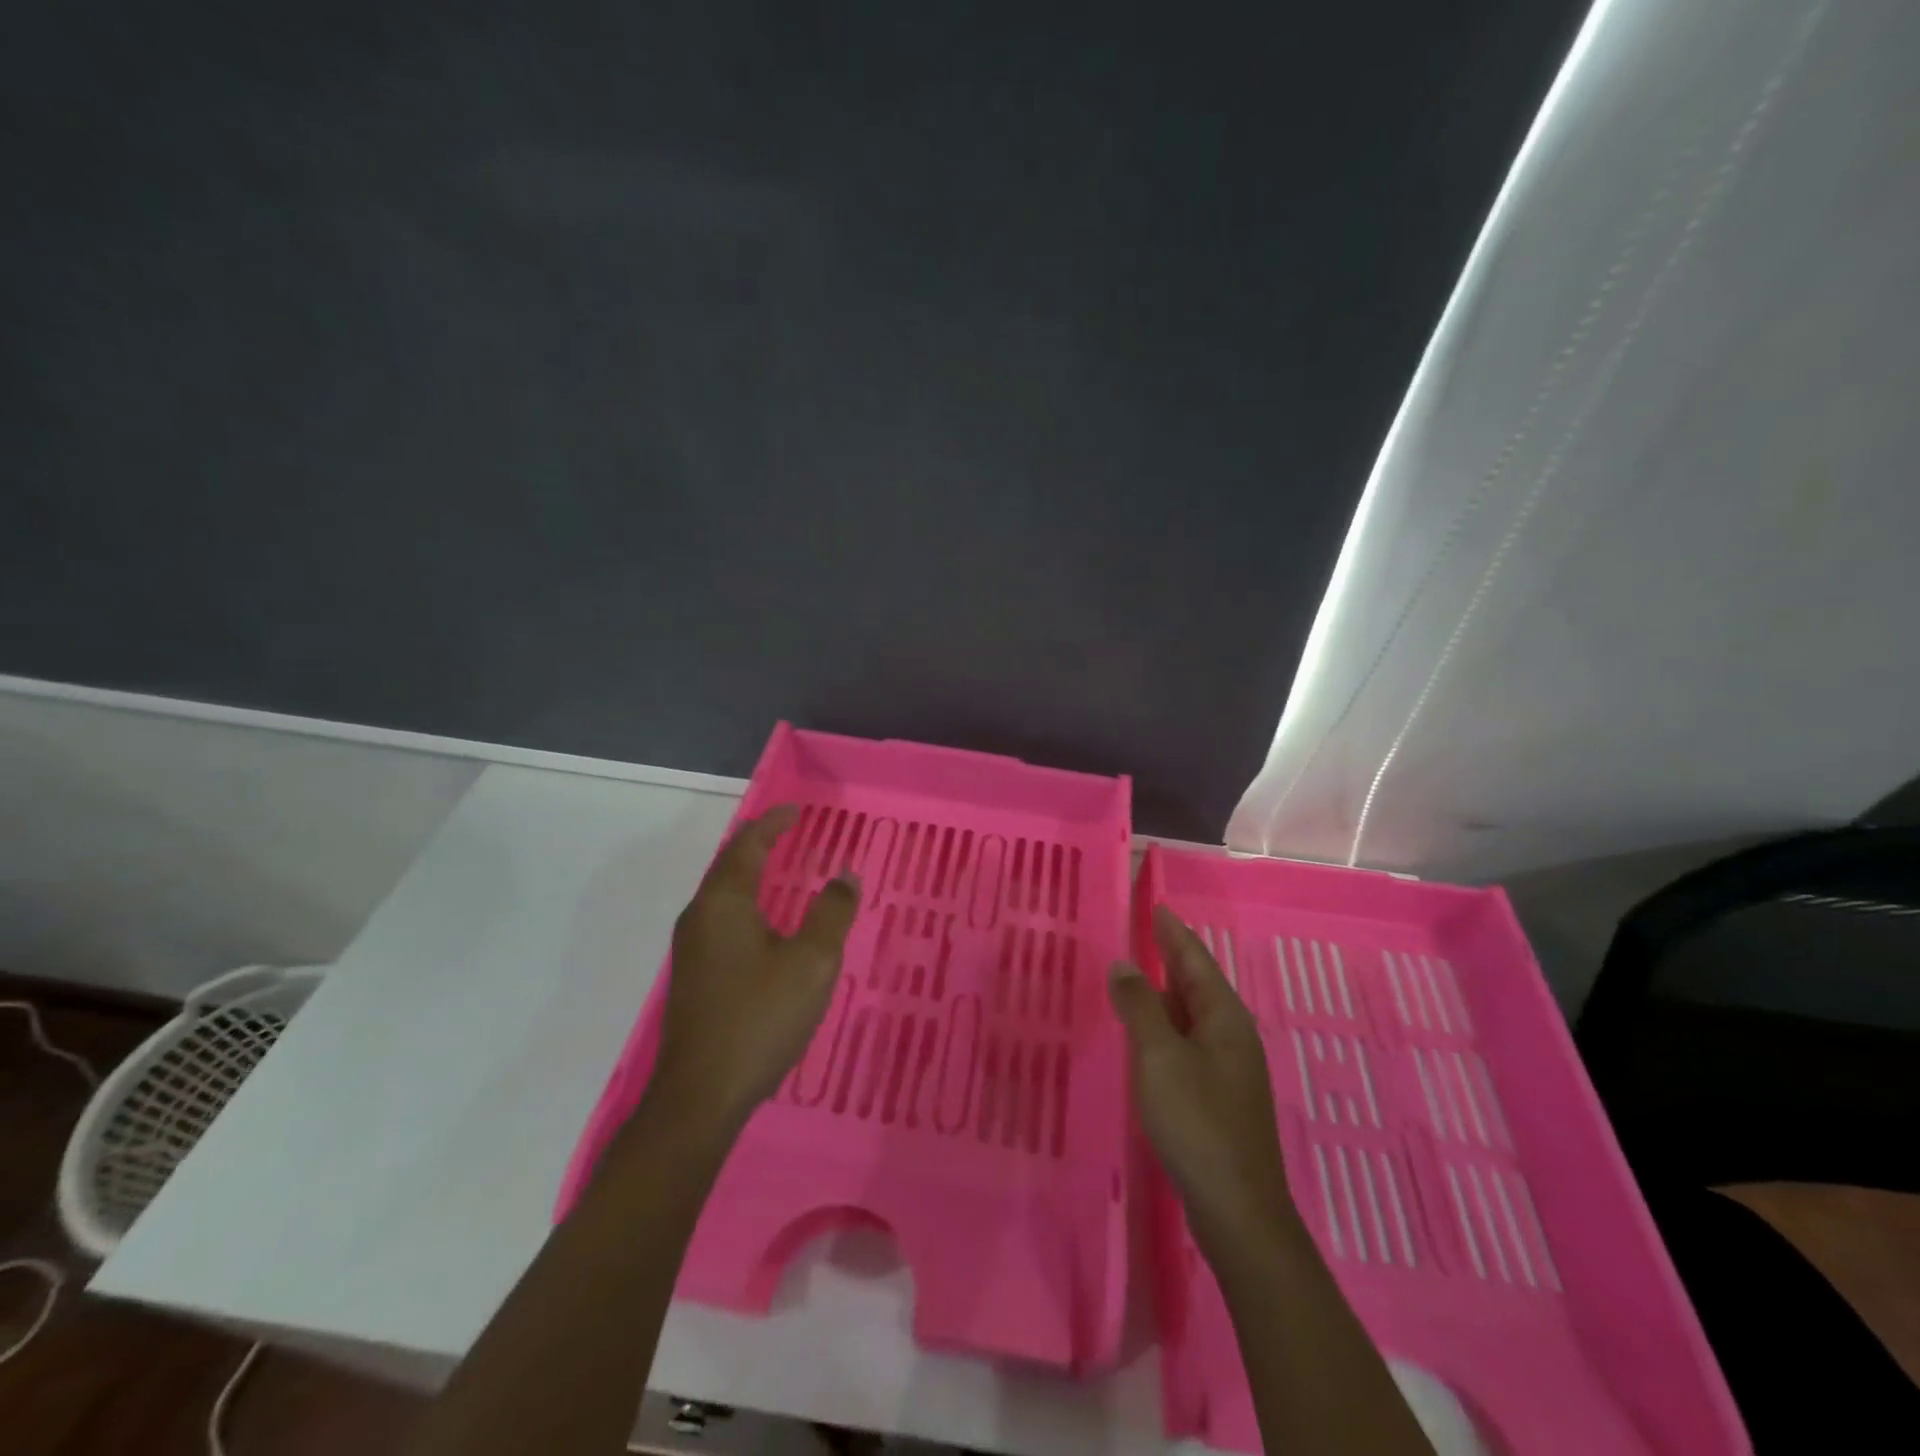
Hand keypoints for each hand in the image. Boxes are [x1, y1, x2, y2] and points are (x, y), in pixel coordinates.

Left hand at [648, 807, 859, 1135]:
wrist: (700, 1096)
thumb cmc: (760, 1019)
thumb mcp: (812, 963)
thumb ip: (831, 913)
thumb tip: (844, 874)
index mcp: (725, 904)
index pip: (747, 846)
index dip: (772, 824)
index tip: (795, 810)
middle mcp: (700, 917)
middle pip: (729, 865)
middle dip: (759, 844)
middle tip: (790, 833)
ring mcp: (692, 949)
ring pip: (722, 894)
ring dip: (750, 874)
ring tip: (780, 868)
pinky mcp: (694, 976)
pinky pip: (721, 919)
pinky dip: (746, 903)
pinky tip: (765, 924)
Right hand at [1108, 905, 1296, 1259]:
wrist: (1237, 1210)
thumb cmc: (1197, 1122)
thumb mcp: (1159, 1057)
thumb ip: (1139, 1007)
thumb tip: (1124, 964)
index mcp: (1224, 1018)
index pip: (1195, 960)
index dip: (1173, 932)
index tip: (1155, 905)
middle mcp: (1230, 1036)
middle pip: (1196, 984)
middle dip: (1170, 957)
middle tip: (1141, 931)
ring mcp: (1226, 1069)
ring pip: (1190, 1015)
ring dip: (1165, 992)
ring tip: (1137, 973)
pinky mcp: (1216, 1096)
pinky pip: (1186, 1042)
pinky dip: (1164, 1025)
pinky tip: (1146, 1034)